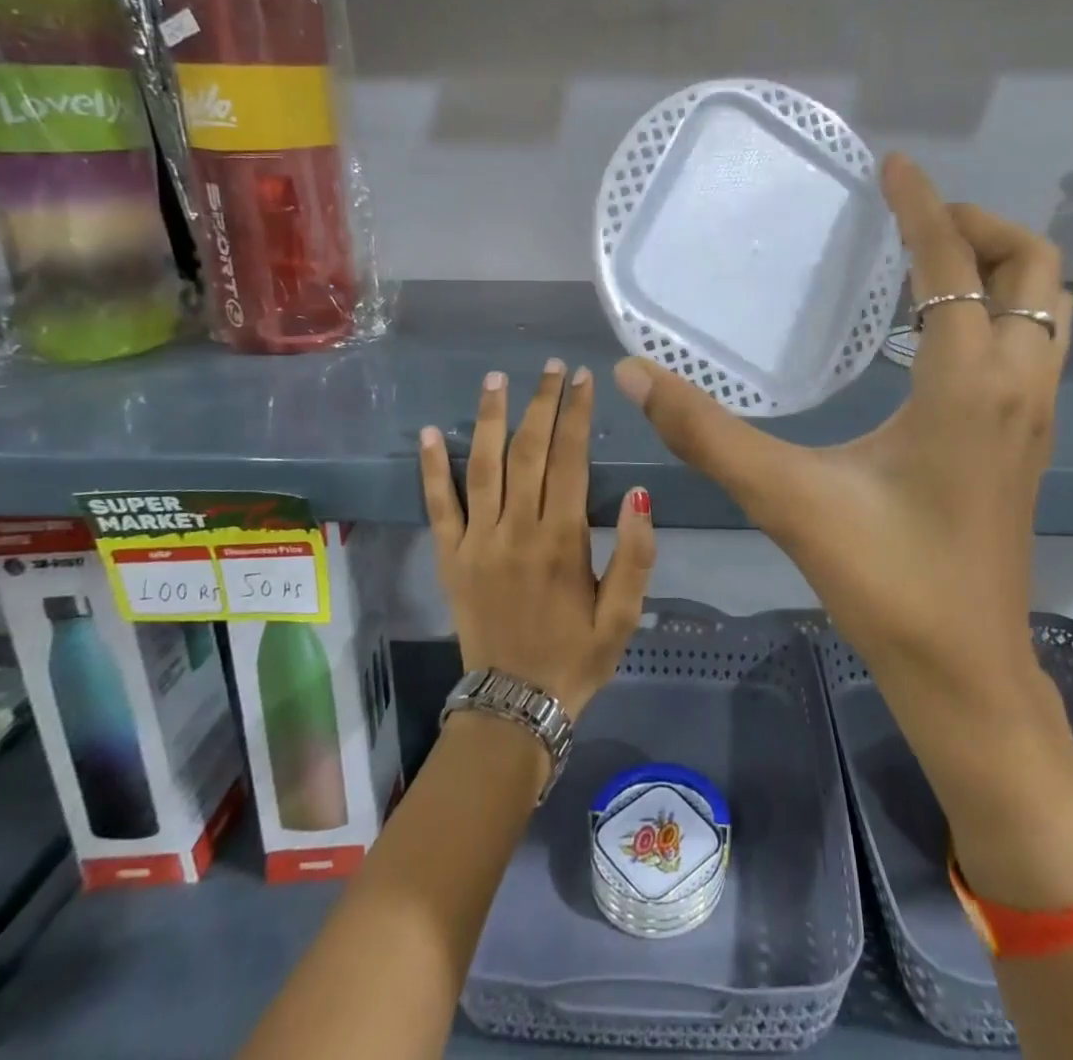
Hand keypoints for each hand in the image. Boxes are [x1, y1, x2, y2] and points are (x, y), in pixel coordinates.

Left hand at [420, 360, 656, 719]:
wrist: (515, 705)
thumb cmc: (577, 656)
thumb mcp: (624, 614)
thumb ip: (637, 555)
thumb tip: (640, 495)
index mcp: (562, 540)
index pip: (570, 459)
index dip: (576, 414)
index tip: (582, 378)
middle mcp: (517, 530)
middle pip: (528, 451)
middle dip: (541, 403)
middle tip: (551, 367)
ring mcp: (477, 542)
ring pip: (483, 466)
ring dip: (490, 418)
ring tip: (497, 379)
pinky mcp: (450, 558)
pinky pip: (438, 506)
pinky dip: (433, 468)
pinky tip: (431, 432)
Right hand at [614, 153, 1067, 699]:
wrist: (964, 670)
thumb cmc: (884, 581)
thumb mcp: (786, 497)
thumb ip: (707, 433)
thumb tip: (636, 374)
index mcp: (968, 383)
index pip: (952, 263)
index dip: (922, 204)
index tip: (892, 165)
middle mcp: (1018, 385)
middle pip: (1034, 267)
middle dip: (980, 225)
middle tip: (913, 223)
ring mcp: (1036, 415)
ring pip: (1047, 307)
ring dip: (999, 267)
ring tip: (928, 266)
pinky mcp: (1031, 443)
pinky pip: (1035, 345)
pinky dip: (1000, 312)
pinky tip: (938, 339)